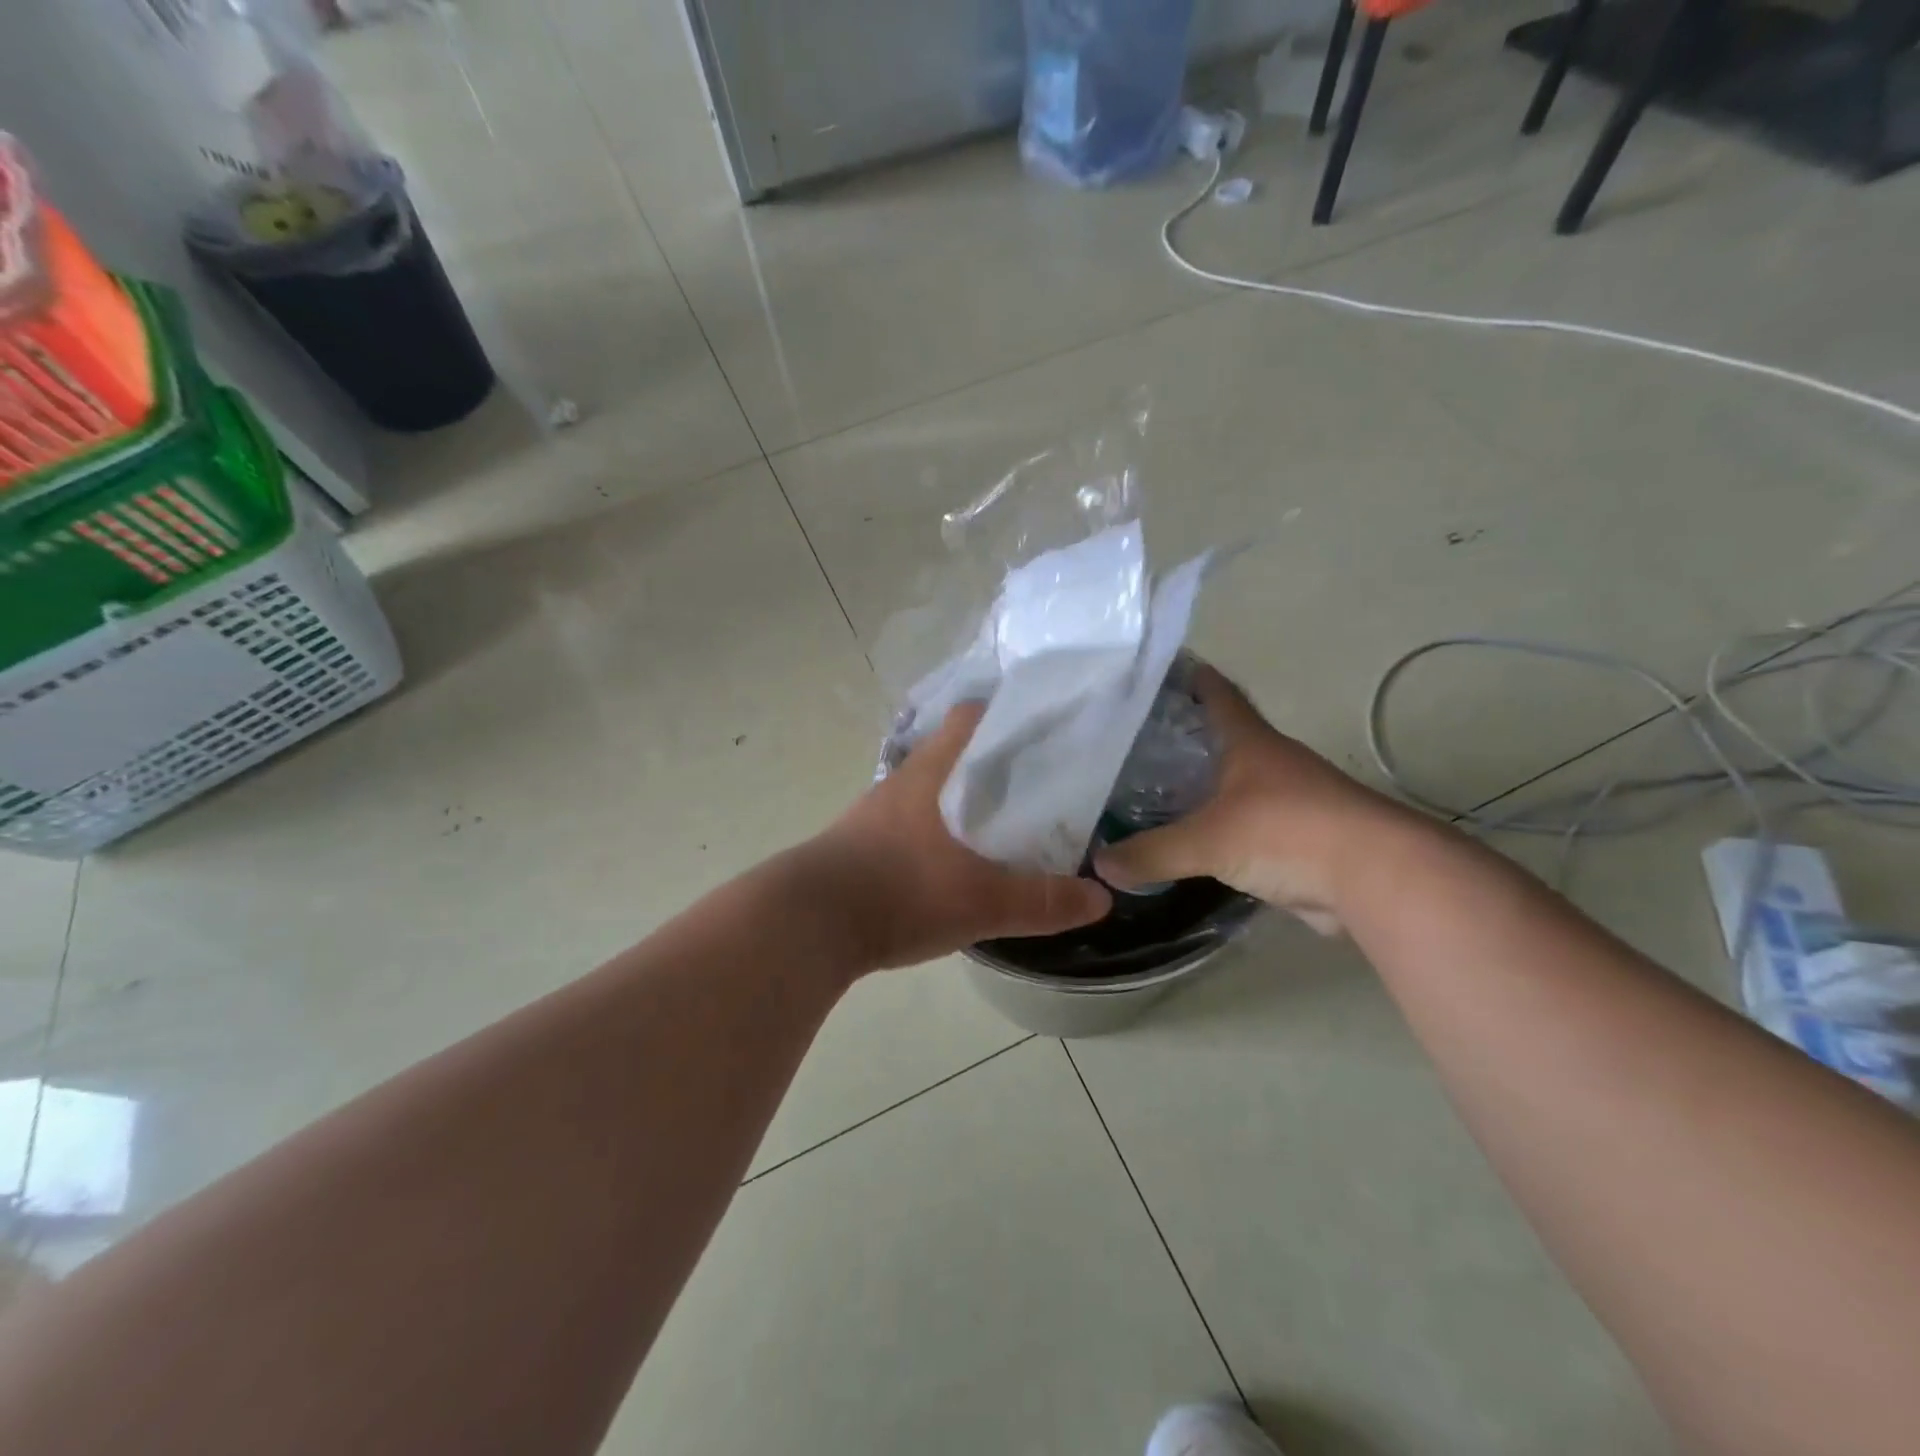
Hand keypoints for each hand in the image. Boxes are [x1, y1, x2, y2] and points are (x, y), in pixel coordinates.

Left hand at [809, 704, 1111, 970]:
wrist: (807, 924)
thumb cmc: (901, 893)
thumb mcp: (983, 902)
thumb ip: (1043, 900)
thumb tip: (1101, 899)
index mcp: (934, 773)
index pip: (971, 718)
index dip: (1008, 718)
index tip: (1044, 735)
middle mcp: (904, 782)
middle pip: (955, 755)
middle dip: (994, 768)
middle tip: (1037, 790)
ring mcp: (877, 812)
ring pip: (932, 791)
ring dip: (963, 804)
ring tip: (1003, 830)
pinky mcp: (859, 843)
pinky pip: (910, 825)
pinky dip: (937, 834)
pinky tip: (954, 866)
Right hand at [1093, 666, 1413, 934]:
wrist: (1377, 878)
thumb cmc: (1288, 832)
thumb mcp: (1208, 841)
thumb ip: (1152, 852)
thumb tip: (1099, 864)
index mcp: (1250, 744)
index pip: (1216, 694)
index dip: (1190, 678)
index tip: (1158, 668)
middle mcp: (1269, 764)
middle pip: (1221, 739)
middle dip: (1182, 738)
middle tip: (1131, 741)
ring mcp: (1287, 802)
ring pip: (1231, 786)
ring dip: (1200, 788)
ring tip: (1150, 792)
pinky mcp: (1296, 841)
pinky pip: (1243, 828)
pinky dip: (1216, 831)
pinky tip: (1188, 842)